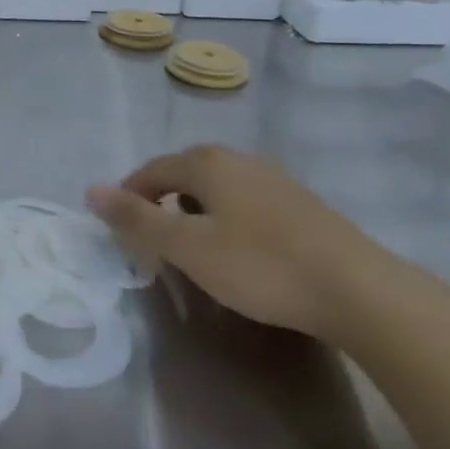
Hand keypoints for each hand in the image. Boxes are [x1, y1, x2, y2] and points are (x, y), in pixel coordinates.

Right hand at [86, 146, 392, 339]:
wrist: (358, 289)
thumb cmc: (261, 265)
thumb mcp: (189, 248)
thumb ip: (138, 220)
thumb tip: (91, 190)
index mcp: (207, 162)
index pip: (151, 171)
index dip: (129, 198)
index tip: (121, 233)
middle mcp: (238, 159)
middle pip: (184, 177)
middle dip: (162, 206)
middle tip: (155, 247)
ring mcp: (273, 179)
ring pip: (216, 191)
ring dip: (195, 216)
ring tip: (194, 253)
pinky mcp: (300, 204)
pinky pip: (245, 204)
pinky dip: (227, 223)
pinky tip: (240, 254)